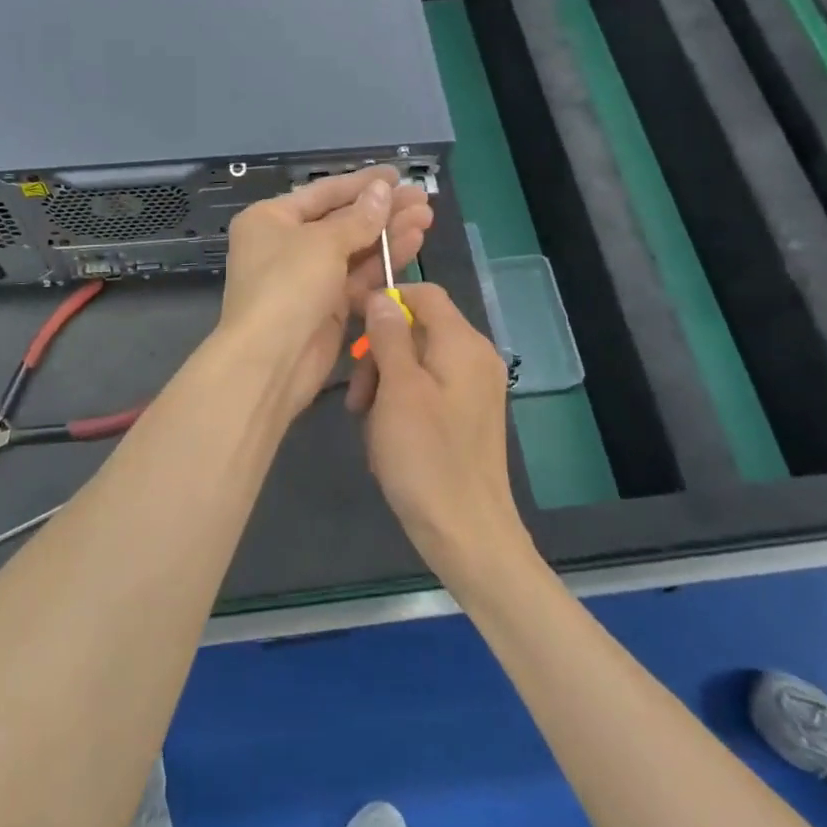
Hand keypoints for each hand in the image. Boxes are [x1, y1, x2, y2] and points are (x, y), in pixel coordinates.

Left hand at [217, 168, 432, 422]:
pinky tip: (413, 244)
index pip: (322, 192)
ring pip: (354, 249)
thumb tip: (382, 191)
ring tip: (426, 218)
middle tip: (422, 199)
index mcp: (271, 219)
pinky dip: (383, 262)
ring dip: (388, 233)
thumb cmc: (288, 286)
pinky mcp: (326, 307)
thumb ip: (358, 218)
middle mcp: (286, 244)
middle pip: (341, 220)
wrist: (270, 361)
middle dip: (382, 210)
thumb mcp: (323, 243)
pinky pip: (358, 277)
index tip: (396, 175)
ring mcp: (307, 277)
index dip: (361, 183)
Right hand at [347, 282, 527, 581]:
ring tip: (367, 422)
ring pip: (417, 362)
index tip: (351, 323)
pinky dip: (401, 403)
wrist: (467, 533)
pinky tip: (387, 437)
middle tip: (357, 397)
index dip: (385, 300)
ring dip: (385, 383)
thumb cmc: (426, 456)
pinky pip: (427, 390)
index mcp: (463, 344)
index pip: (424, 293)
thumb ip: (389, 336)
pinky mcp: (467, 416)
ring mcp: (474, 389)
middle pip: (417, 329)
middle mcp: (475, 358)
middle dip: (379, 353)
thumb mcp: (397, 389)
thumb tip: (381, 296)